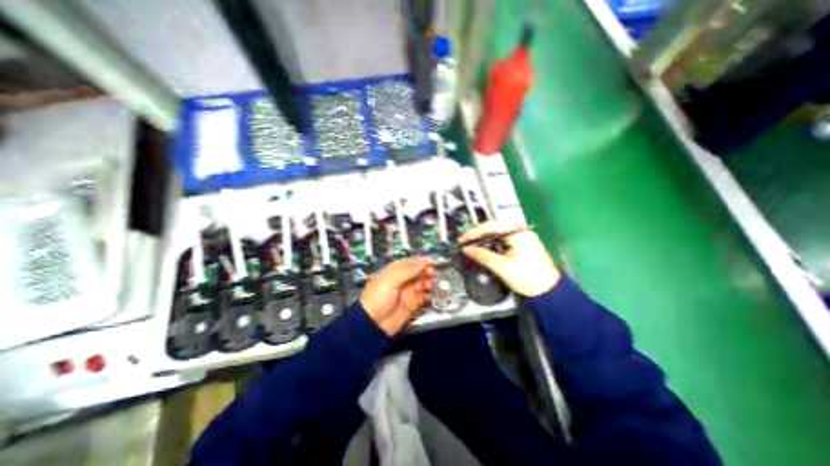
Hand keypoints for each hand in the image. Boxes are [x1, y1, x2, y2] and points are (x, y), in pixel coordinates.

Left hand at [359, 256, 435, 336]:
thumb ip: (408, 270)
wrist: (373, 324)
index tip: (433, 263)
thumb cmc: (379, 297)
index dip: (422, 262)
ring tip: (430, 286)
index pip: (411, 263)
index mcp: (396, 271)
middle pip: (419, 273)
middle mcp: (403, 280)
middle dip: (427, 272)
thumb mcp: (391, 279)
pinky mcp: (412, 305)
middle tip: (432, 275)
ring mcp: (408, 293)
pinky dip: (428, 297)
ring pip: (423, 284)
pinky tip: (429, 297)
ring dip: (429, 284)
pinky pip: (423, 298)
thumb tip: (425, 260)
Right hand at [457, 220, 561, 295]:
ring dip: (482, 238)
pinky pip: (501, 238)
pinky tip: (482, 248)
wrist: (549, 291)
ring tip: (469, 245)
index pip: (491, 226)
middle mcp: (519, 230)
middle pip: (493, 227)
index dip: (474, 233)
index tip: (461, 240)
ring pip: (496, 232)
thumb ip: (483, 256)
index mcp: (517, 232)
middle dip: (477, 234)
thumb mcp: (503, 267)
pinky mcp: (520, 243)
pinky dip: (490, 242)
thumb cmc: (527, 278)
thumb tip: (466, 249)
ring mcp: (520, 235)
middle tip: (463, 242)